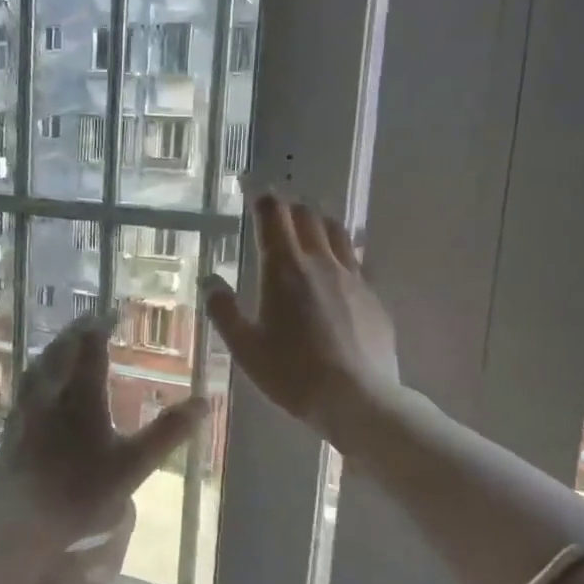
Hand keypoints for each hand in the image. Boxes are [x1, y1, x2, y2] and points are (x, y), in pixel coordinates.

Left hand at [0, 315, 206, 543]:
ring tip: (63, 346)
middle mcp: (51, 397)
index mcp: (82, 399)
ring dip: (53, 351)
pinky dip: (37, 375)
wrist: (22, 524)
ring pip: (38, 369)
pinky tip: (38, 387)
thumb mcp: (134, 466)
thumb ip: (167, 433)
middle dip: (75, 334)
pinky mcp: (12, 430)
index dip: (100, 329)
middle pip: (60, 354)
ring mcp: (26, 412)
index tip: (111, 314)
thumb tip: (203, 402)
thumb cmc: (82, 494)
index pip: (91, 351)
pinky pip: (25, 388)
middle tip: (88, 322)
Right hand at [201, 192, 399, 440]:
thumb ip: (224, 310)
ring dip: (318, 221)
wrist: (358, 398)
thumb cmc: (292, 373)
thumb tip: (210, 279)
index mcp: (284, 269)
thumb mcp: (245, 347)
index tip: (250, 186)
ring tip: (308, 226)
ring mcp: (352, 277)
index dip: (260, 195)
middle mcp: (320, 262)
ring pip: (336, 232)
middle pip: (307, 216)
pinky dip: (339, 252)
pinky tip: (335, 270)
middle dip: (288, 206)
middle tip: (275, 211)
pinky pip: (354, 260)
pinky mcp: (373, 296)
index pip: (273, 214)